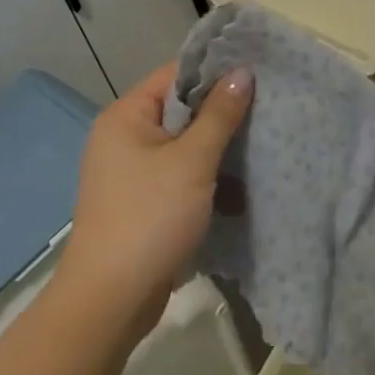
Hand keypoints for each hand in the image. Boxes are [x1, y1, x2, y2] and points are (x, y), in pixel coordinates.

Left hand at [57, 61, 252, 337]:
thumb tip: (243, 71)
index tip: (256, 72)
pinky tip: (238, 182)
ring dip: (216, 148)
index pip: (175, 74)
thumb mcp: (192, 161)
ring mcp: (129, 172)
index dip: (215, 71)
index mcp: (126, 116)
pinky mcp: (140, 202)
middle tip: (265, 108)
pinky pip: (178, 174)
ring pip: (183, 145)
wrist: (109, 302)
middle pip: (180, 109)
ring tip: (259, 142)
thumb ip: (220, 114)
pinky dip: (204, 176)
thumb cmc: (149, 218)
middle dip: (221, 112)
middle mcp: (122, 137)